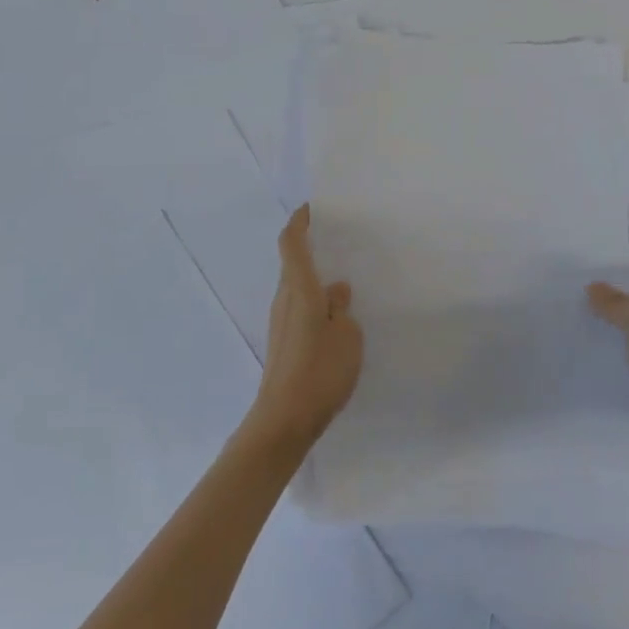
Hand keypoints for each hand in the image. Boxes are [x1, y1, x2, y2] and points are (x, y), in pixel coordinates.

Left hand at [251, 205, 362, 445]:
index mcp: (300, 291)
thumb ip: (342, 308)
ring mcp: (281, 323)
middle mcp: (284, 301)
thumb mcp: (346, 336)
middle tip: (341, 241)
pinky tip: (338, 315)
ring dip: (316, 278)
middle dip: (312, 248)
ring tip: (346, 277)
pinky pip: (300, 309)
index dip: (300, 222)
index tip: (314, 208)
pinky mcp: (284, 343)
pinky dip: (315, 301)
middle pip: (293, 264)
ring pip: (297, 288)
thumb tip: (335, 290)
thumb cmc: (319, 372)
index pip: (292, 244)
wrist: (284, 420)